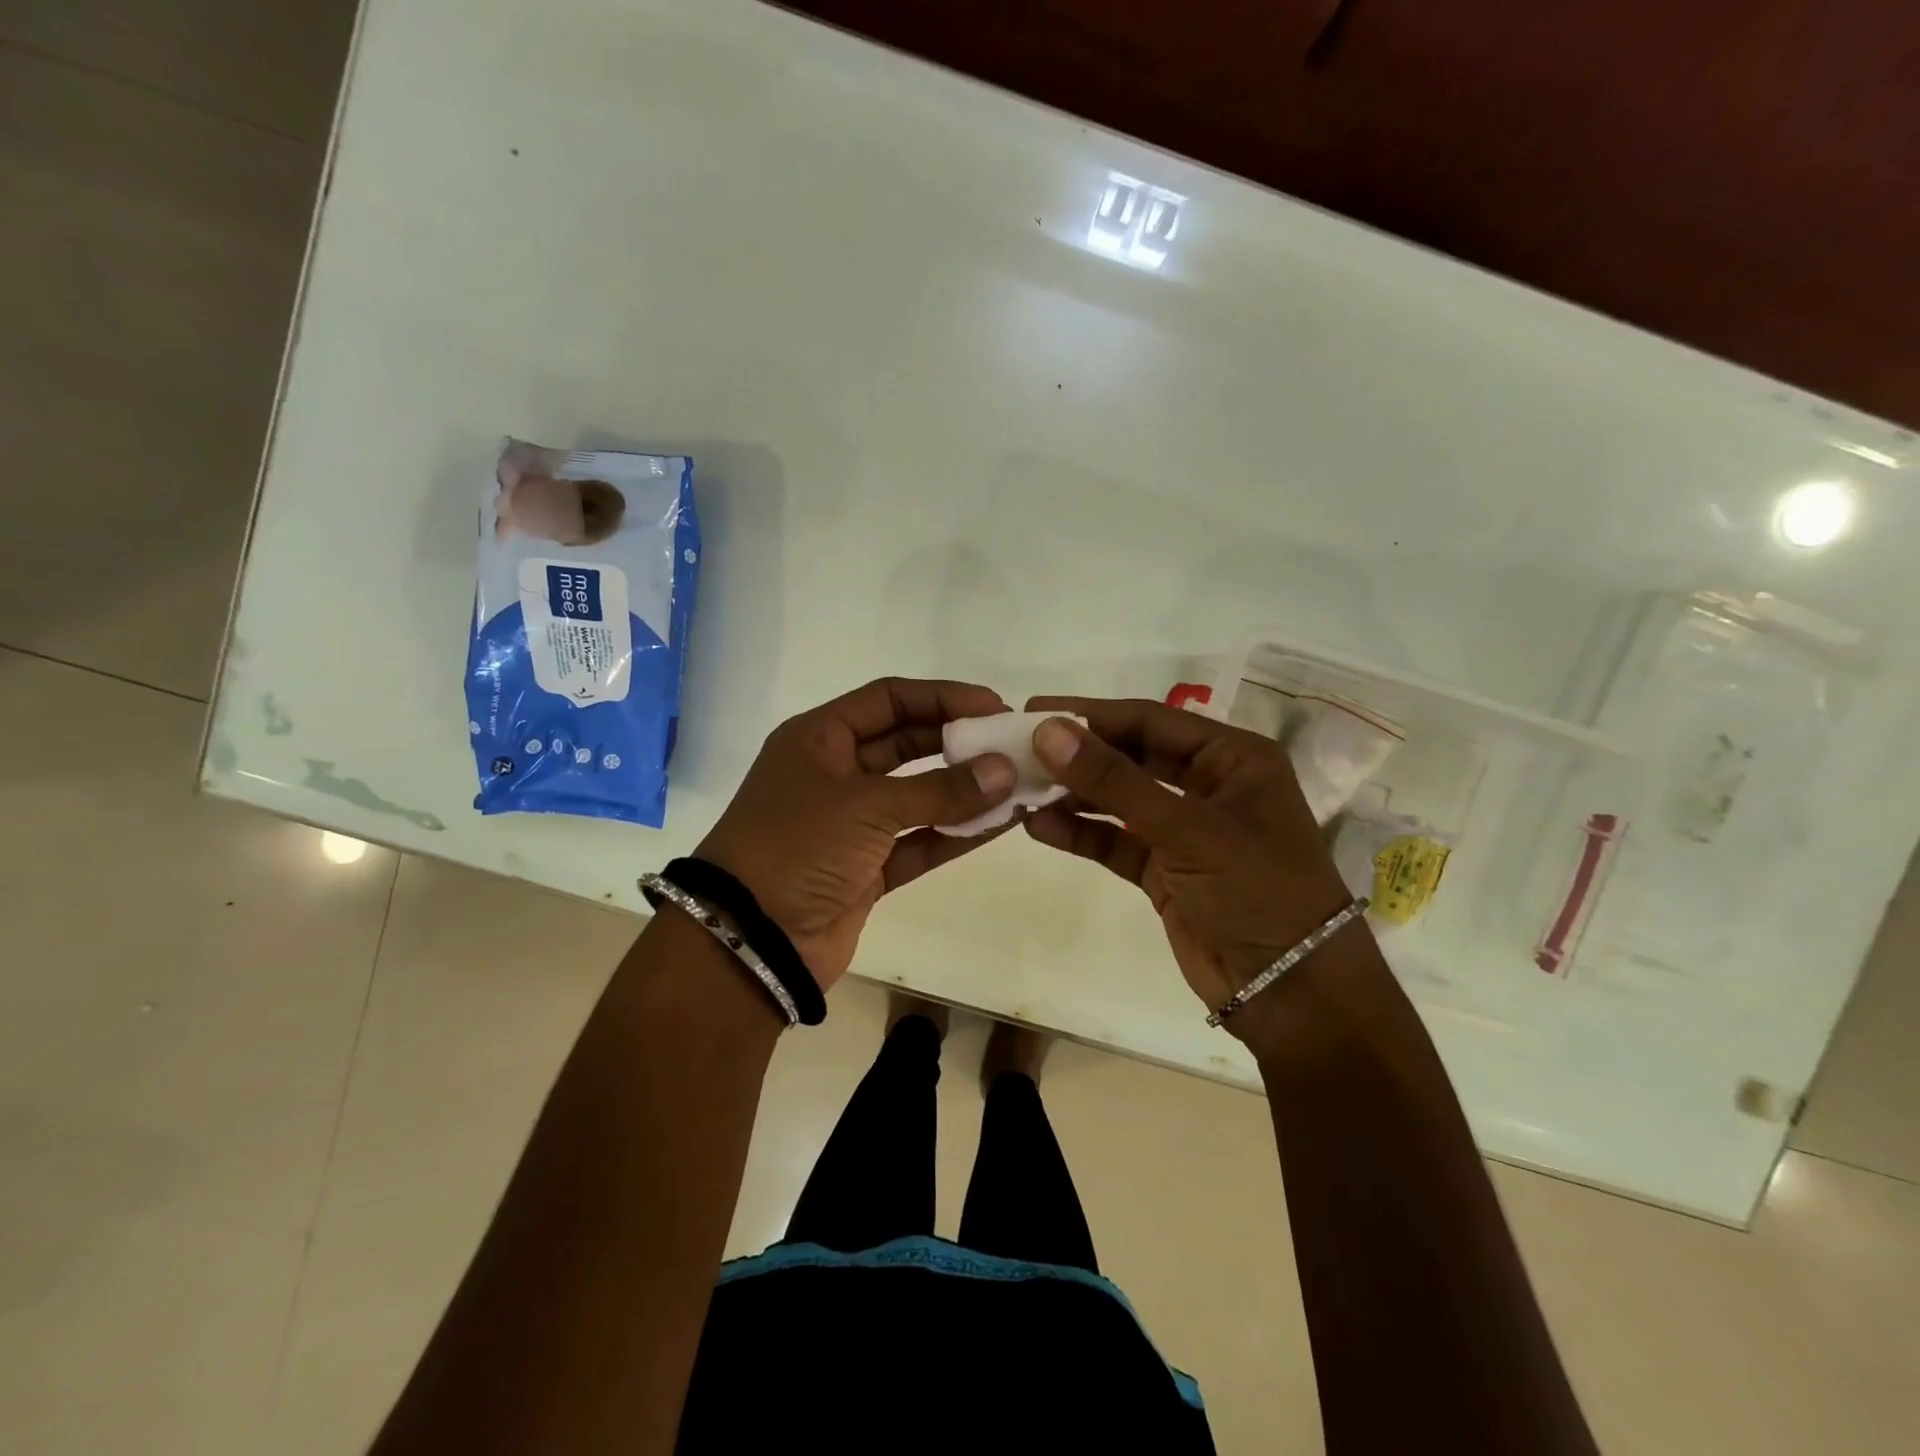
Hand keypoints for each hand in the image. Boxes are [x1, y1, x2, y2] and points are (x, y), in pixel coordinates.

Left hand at [695, 678, 1017, 988]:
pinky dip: (955, 833)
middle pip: (906, 743)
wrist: (751, 941)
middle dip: (958, 742)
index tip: (994, 706)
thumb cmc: (798, 848)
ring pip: (918, 795)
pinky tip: (1000, 823)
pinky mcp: (867, 868)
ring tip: (1018, 783)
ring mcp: (851, 824)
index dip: (942, 697)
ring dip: (964, 790)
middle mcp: (835, 773)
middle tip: (1011, 744)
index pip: (889, 699)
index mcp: (818, 739)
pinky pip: (919, 841)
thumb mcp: (868, 807)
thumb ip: (941, 789)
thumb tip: (1005, 770)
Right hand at [1022, 697, 1356, 1032]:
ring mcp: (1185, 830)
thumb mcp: (1187, 828)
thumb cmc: (1257, 891)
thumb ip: (1114, 780)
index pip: (1150, 721)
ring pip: (1118, 800)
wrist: (1292, 993)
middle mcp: (1209, 785)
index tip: (1032, 711)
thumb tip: (1048, 731)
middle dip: (1077, 754)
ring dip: (1073, 794)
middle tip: (1016, 748)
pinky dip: (1081, 833)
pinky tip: (1039, 826)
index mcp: (1232, 758)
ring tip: (1018, 787)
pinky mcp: (1164, 870)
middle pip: (1131, 756)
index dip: (1091, 714)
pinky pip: (1115, 841)